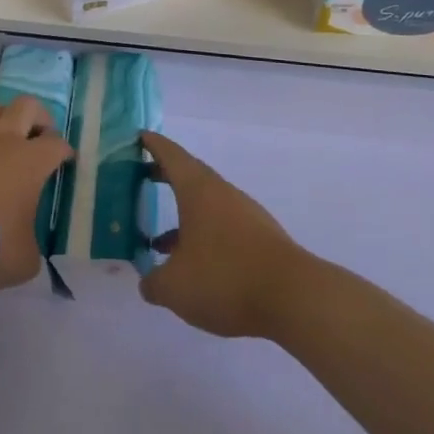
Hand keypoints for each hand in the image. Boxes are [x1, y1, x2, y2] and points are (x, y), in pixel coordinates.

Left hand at [0, 98, 72, 289]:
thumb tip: (25, 249)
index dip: (64, 150)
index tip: (65, 160)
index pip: (56, 143)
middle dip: (38, 116)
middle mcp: (2, 140)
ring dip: (3, 117)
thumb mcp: (22, 259)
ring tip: (4, 138)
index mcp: (30, 161)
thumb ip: (30, 248)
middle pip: (26, 106)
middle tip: (39, 135)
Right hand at [138, 130, 308, 339]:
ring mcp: (244, 214)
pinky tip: (195, 266)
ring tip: (159, 240)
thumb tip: (148, 282)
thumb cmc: (225, 278)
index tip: (139, 136)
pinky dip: (203, 235)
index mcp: (197, 190)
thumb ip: (153, 282)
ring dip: (183, 213)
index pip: (171, 155)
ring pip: (207, 204)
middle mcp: (222, 194)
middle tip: (140, 178)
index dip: (153, 145)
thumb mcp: (175, 287)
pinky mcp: (260, 238)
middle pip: (190, 175)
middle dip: (164, 175)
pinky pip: (222, 226)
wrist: (294, 297)